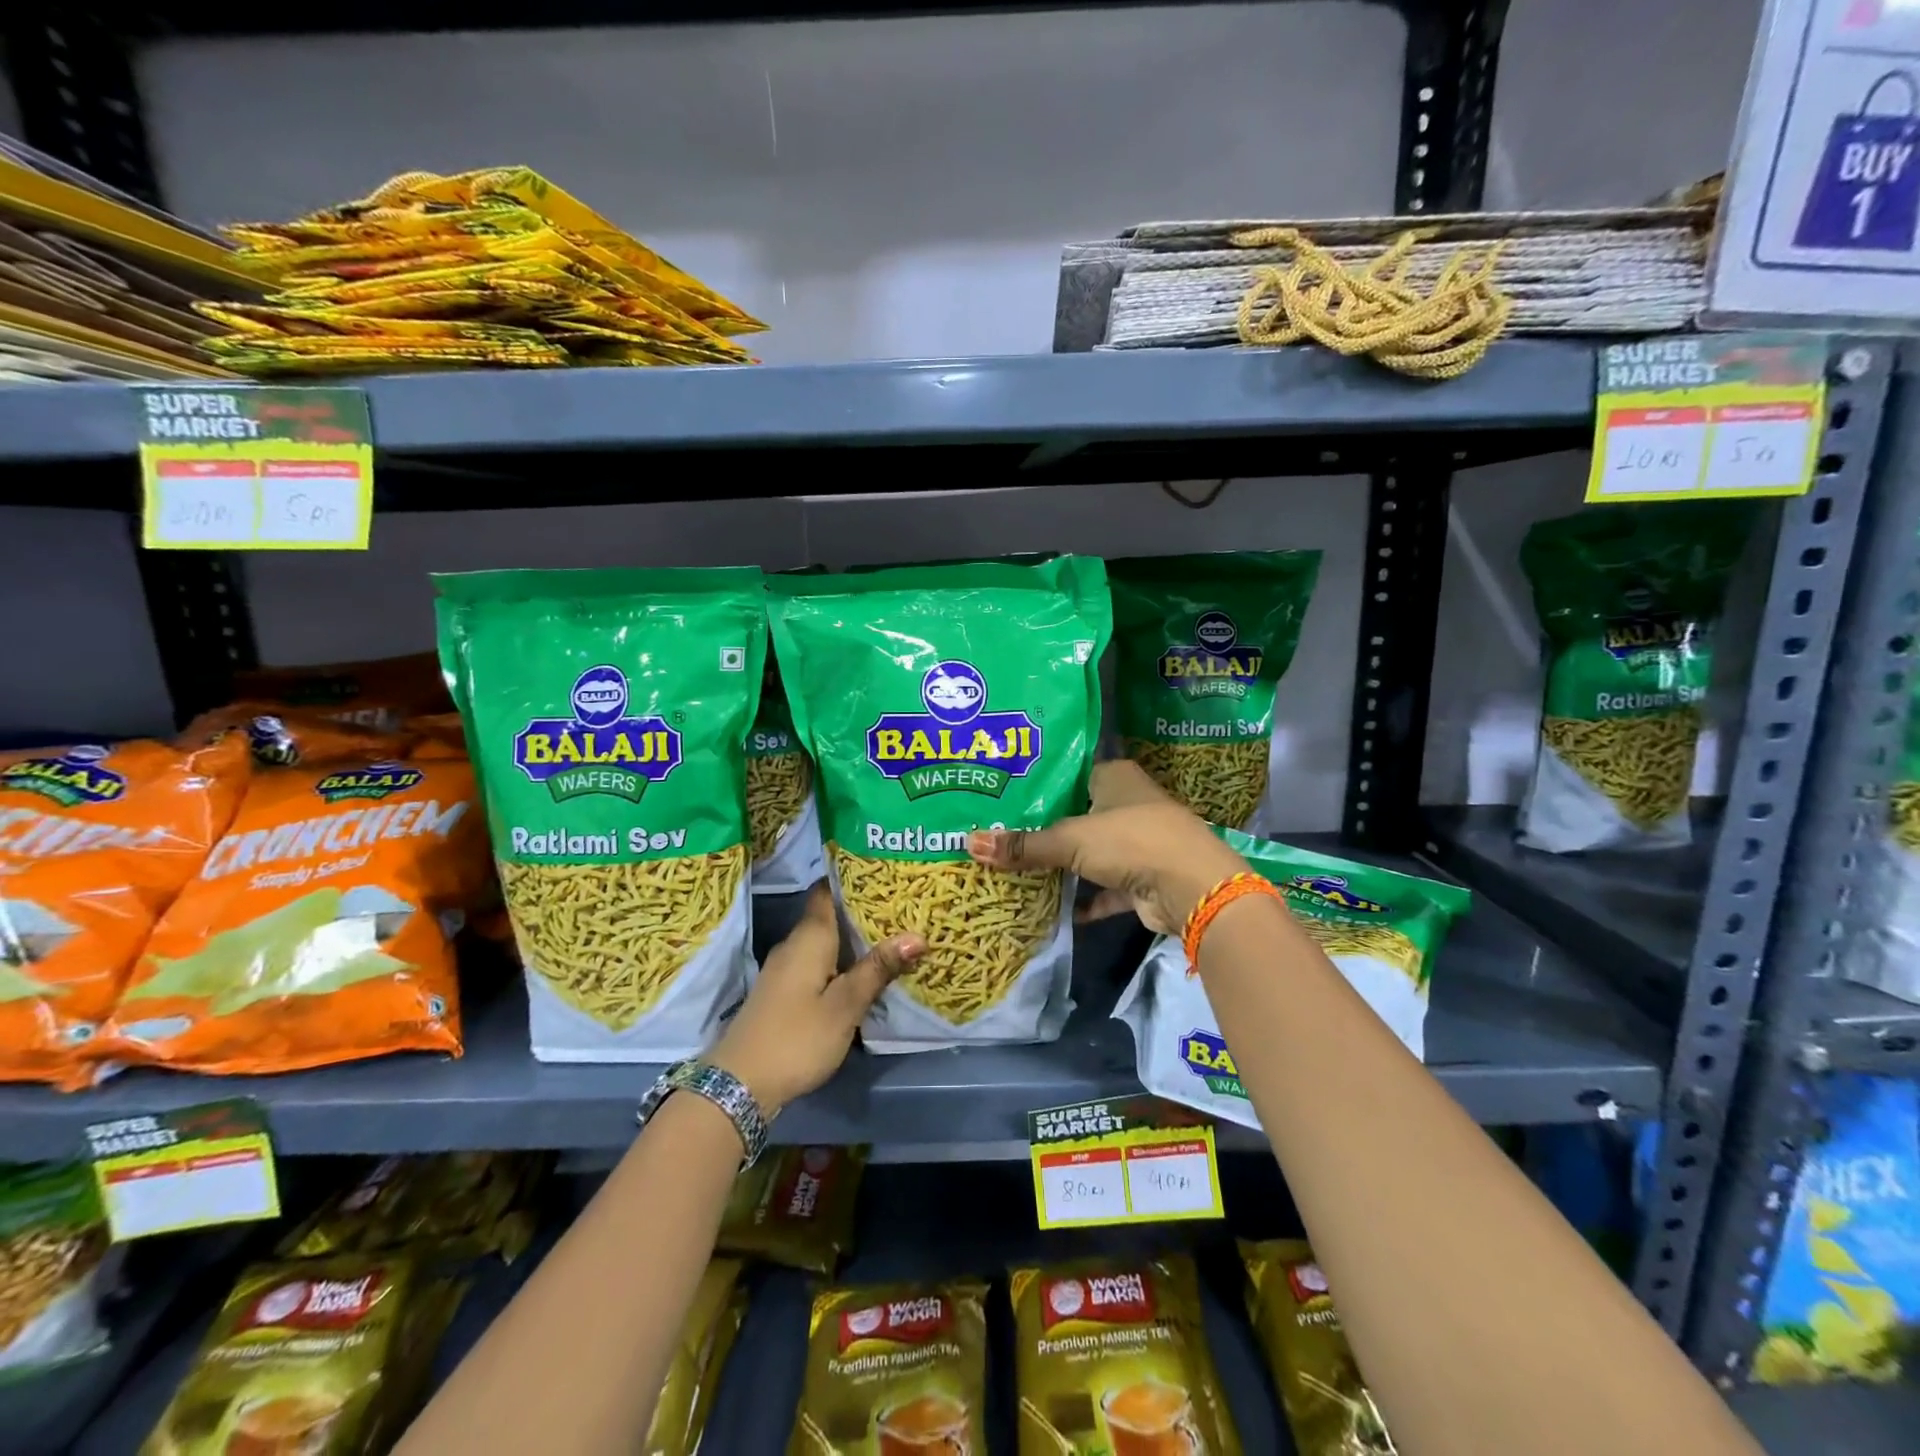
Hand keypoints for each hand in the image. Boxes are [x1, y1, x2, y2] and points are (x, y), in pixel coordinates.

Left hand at [708, 883, 923, 1113]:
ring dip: (853, 939)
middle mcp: (794, 944)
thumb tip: (918, 935)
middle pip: (829, 914)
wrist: (739, 1084)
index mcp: (810, 937)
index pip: (827, 890)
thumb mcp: (845, 1005)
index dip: (852, 877)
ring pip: (825, 941)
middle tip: (903, 906)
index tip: (883, 871)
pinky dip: (841, 961)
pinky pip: (817, 963)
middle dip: (862, 909)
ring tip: (892, 935)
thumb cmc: (797, 1037)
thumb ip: (878, 969)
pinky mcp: (783, 992)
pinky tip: (863, 972)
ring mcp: (786, 969)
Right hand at [966, 759, 1247, 935]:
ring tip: (1019, 869)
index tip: (1001, 799)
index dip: (1038, 787)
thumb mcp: (1070, 839)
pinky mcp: (1143, 878)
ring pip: (1092, 852)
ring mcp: (1139, 842)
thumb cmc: (1130, 841)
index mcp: (1115, 776)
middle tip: (1001, 836)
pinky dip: (1086, 899)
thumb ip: (1023, 845)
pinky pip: (1106, 887)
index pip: (1069, 774)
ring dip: (1065, 865)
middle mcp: (1128, 803)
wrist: (1192, 887)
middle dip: (1045, 830)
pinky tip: (1056, 908)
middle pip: (1078, 814)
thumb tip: (969, 843)